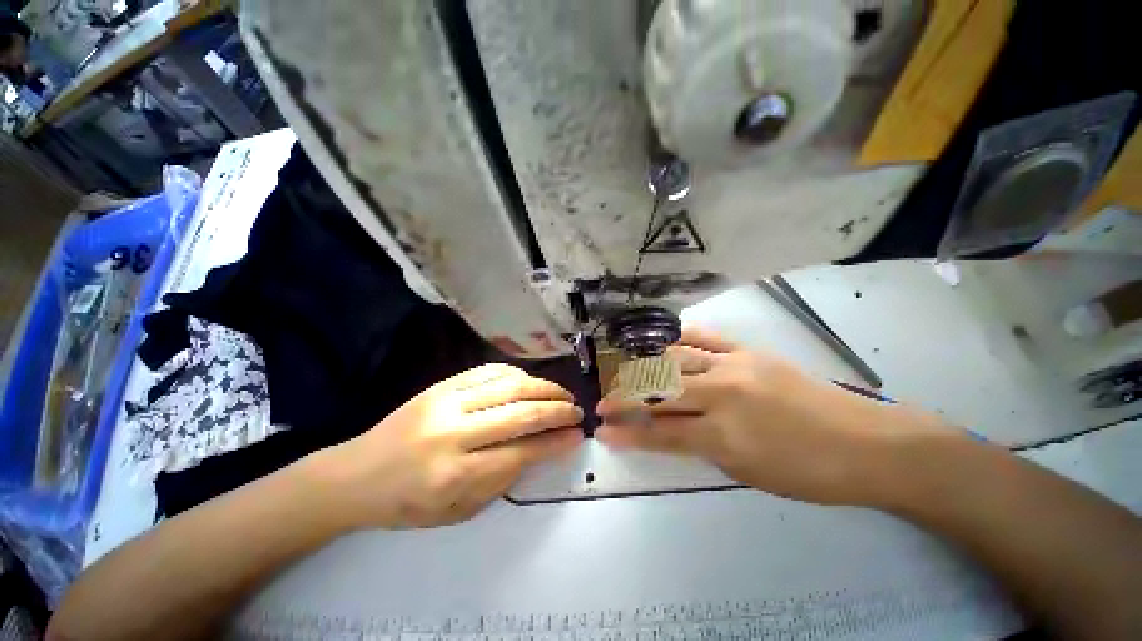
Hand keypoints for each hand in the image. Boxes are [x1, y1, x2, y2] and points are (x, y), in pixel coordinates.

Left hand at [314, 364, 583, 529]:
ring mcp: (446, 402)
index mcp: (454, 475)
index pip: (520, 453)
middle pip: (520, 414)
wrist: (356, 473)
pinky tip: (531, 382)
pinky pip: (489, 371)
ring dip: (544, 388)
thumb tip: (539, 449)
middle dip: (557, 411)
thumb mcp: (456, 513)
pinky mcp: (441, 384)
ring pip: (509, 386)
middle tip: (577, 411)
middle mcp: (453, 433)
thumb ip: (501, 481)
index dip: (554, 443)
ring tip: (562, 394)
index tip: (576, 436)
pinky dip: (517, 374)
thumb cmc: (406, 503)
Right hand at [596, 327, 950, 506]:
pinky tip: (660, 342)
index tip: (603, 431)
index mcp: (723, 435)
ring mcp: (734, 365)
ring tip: (624, 374)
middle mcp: (721, 394)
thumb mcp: (747, 473)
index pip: (659, 433)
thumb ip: (702, 446)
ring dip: (642, 369)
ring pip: (673, 361)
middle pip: (658, 392)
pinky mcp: (748, 349)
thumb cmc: (808, 472)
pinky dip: (678, 338)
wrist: (868, 443)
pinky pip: (704, 336)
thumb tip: (669, 429)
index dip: (627, 434)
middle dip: (624, 398)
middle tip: (604, 401)